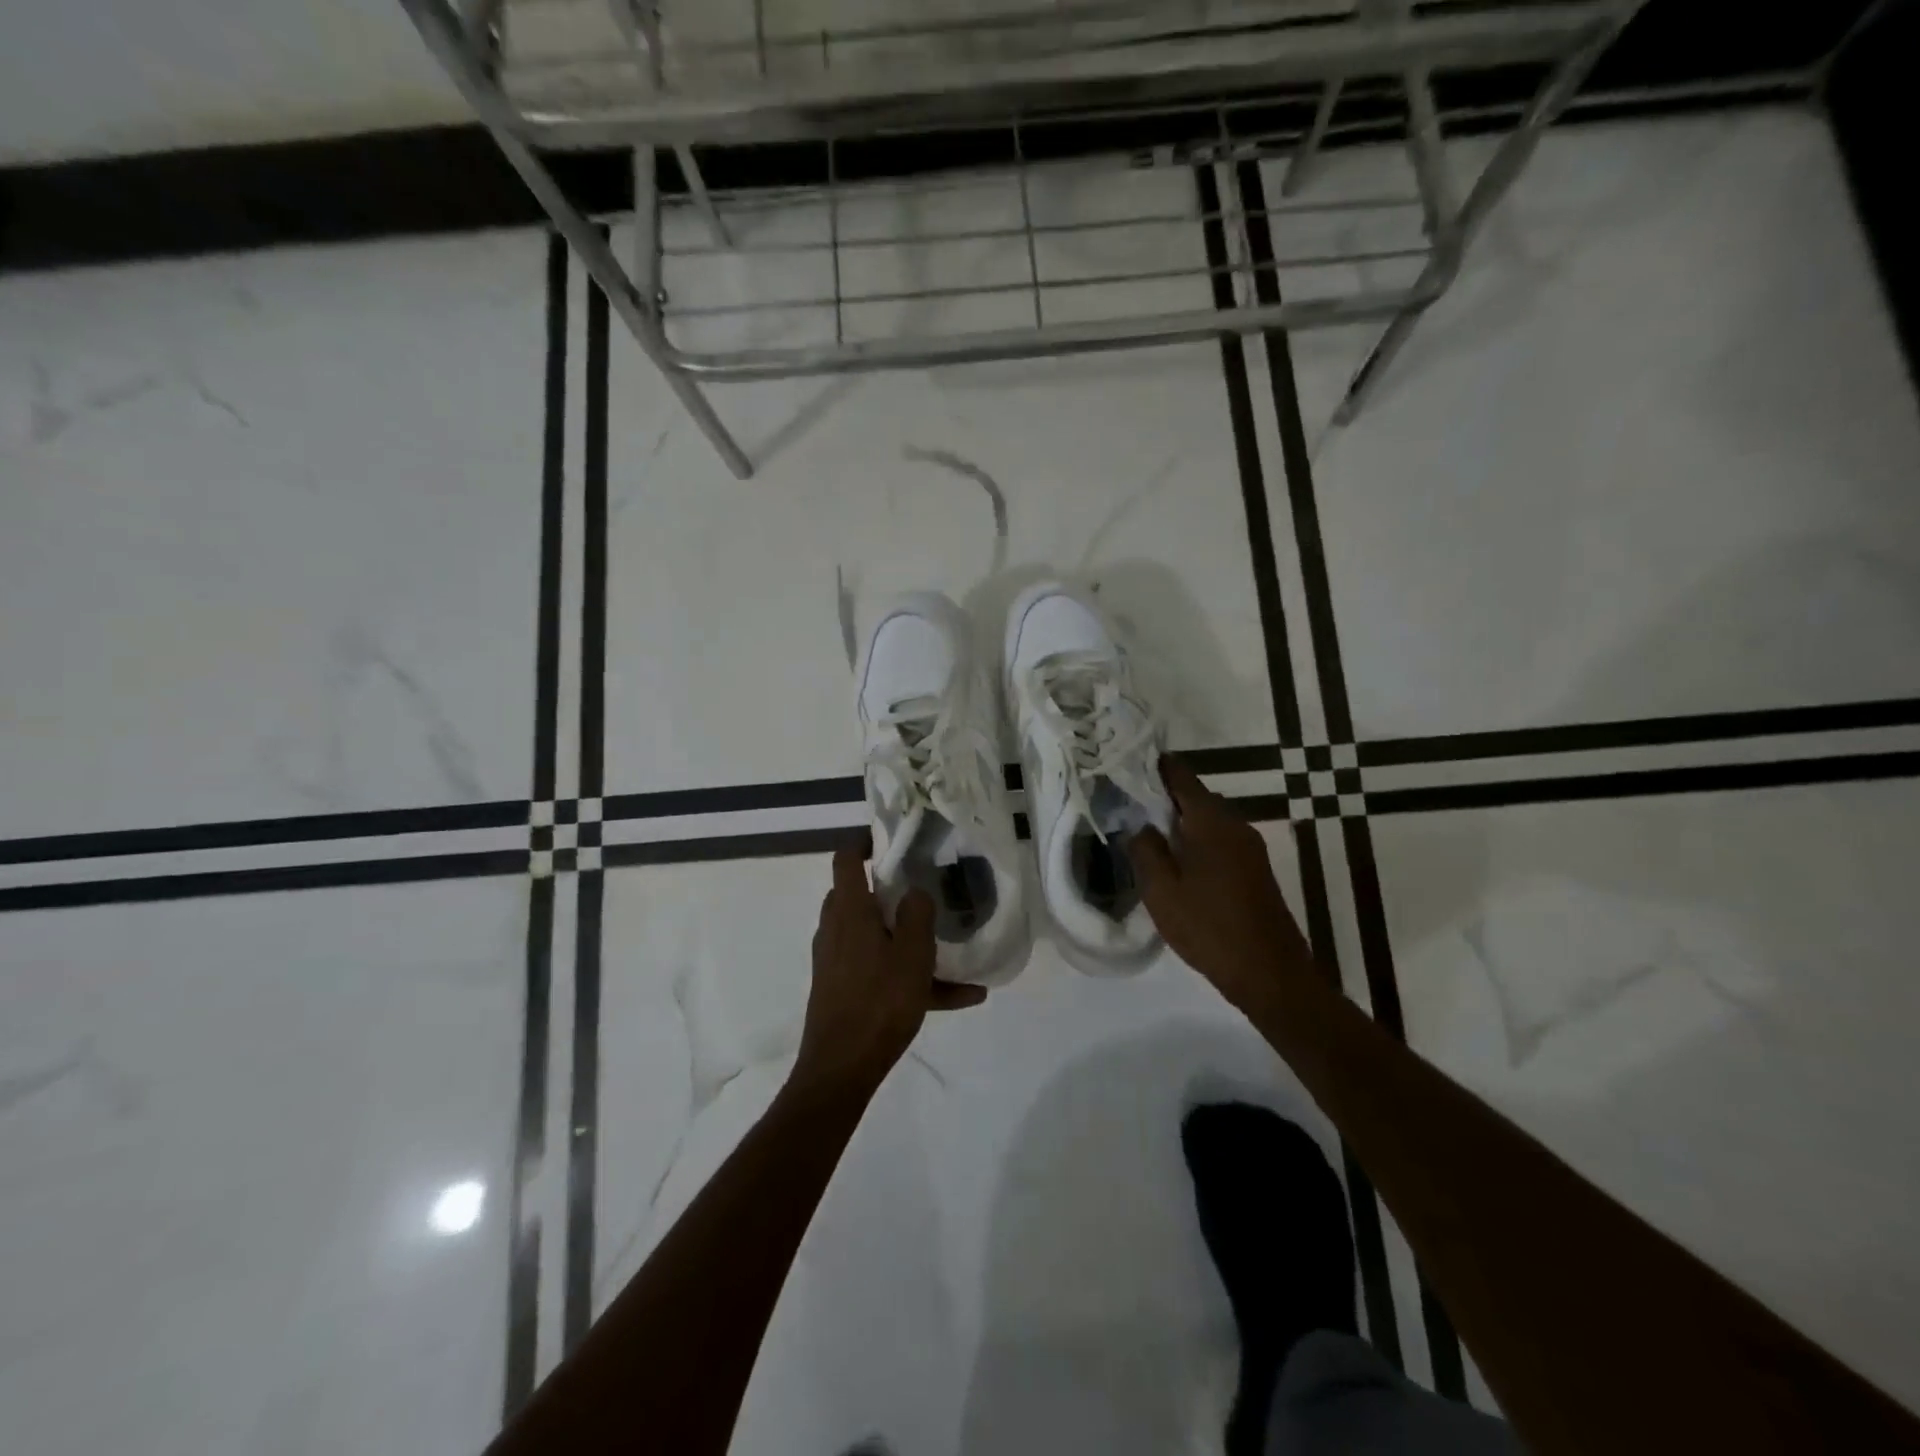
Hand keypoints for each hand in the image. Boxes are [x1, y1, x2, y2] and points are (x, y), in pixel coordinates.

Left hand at [795, 844, 987, 1097]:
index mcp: (849, 912)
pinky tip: (960, 998)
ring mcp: (837, 961)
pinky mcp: (843, 989)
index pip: (846, 860)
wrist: (842, 1068)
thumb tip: (915, 892)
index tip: (891, 839)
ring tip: (951, 950)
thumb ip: (917, 915)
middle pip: (860, 897)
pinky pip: (881, 971)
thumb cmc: (879, 1002)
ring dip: (908, 939)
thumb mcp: (912, 954)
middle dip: (890, 891)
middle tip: (924, 889)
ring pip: (875, 936)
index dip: (864, 842)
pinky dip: (911, 976)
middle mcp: (836, 930)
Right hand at [1127, 755, 1314, 1010]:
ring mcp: (1249, 847)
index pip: (1180, 775)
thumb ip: (1145, 850)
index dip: (1154, 767)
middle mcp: (1235, 824)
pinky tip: (1176, 862)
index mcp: (1211, 821)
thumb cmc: (1209, 927)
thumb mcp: (1162, 890)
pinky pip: (1219, 840)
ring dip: (1179, 822)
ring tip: (1145, 834)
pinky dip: (1196, 841)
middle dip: (1162, 797)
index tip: (1127, 764)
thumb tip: (1140, 825)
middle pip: (1194, 796)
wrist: (1269, 973)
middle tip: (1127, 805)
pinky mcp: (1255, 869)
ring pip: (1207, 820)